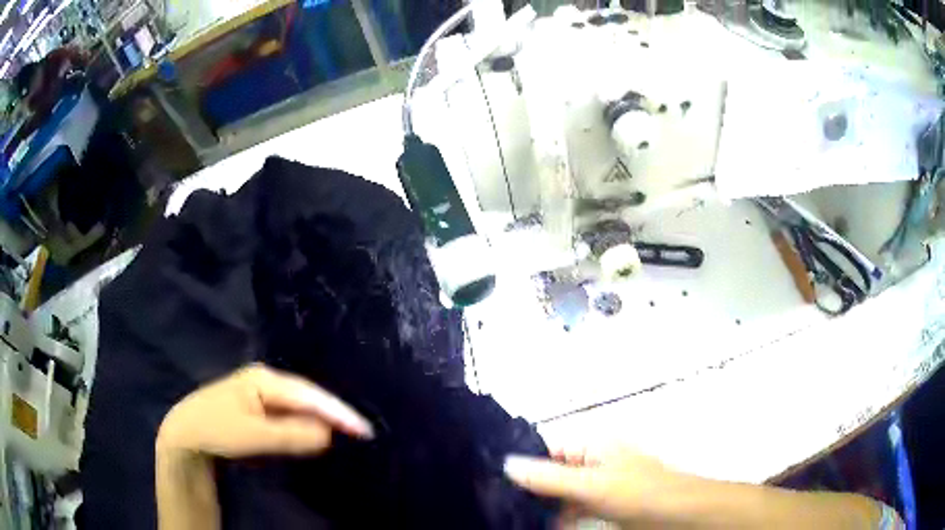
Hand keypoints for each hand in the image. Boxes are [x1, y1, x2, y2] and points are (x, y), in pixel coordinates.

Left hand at [157, 364, 373, 458]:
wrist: (186, 434)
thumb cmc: (216, 429)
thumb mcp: (253, 435)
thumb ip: (291, 434)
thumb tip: (328, 434)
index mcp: (265, 379)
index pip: (310, 395)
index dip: (338, 412)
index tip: (364, 430)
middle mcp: (266, 380)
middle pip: (308, 397)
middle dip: (333, 413)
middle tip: (361, 432)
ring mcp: (261, 392)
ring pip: (300, 405)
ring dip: (322, 419)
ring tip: (348, 432)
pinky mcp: (258, 407)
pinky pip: (290, 414)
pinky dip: (306, 424)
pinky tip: (317, 432)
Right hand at [504, 445, 680, 524]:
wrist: (677, 515)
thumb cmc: (636, 492)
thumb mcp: (590, 485)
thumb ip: (548, 478)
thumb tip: (506, 464)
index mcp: (592, 447)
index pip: (547, 450)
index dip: (522, 463)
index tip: (493, 480)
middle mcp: (592, 463)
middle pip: (551, 473)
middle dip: (529, 488)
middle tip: (497, 502)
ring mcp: (597, 487)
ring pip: (560, 494)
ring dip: (542, 506)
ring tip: (511, 516)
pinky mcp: (602, 507)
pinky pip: (572, 510)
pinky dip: (558, 518)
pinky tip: (540, 525)